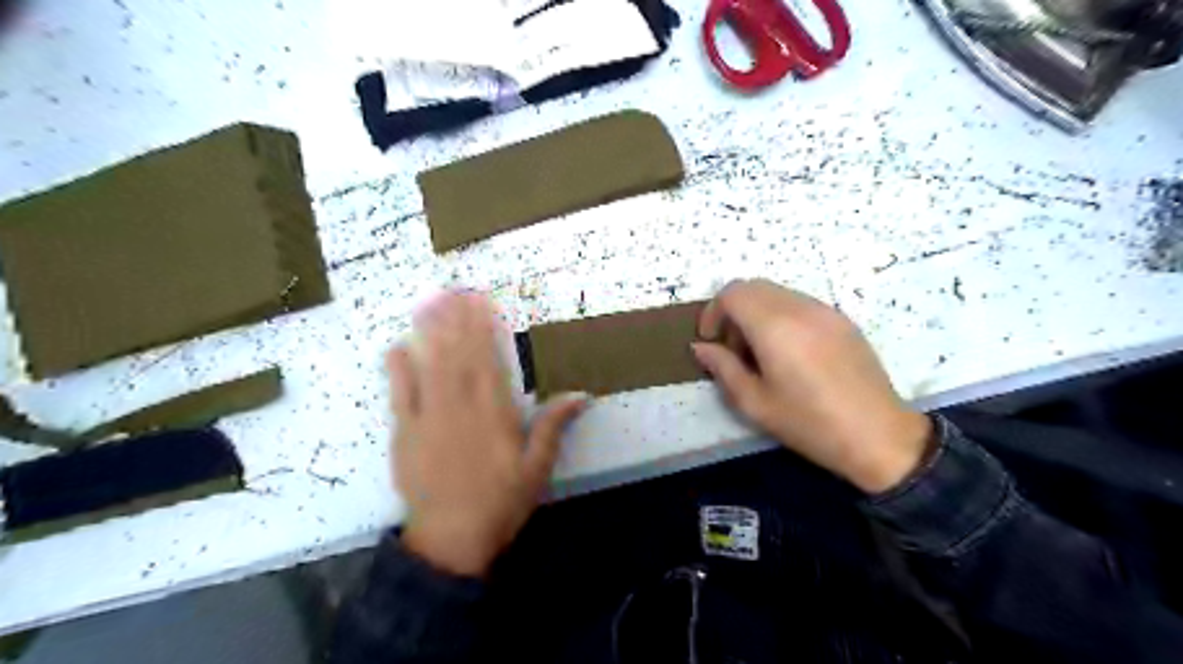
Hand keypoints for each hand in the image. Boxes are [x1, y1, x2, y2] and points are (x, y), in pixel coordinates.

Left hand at [392, 290, 587, 574]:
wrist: (451, 540)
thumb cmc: (501, 504)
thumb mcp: (537, 468)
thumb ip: (553, 427)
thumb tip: (581, 394)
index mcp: (495, 414)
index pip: (490, 362)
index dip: (484, 330)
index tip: (481, 303)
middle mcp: (461, 408)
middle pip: (460, 356)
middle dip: (457, 321)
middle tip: (453, 289)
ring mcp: (429, 419)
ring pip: (431, 367)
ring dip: (431, 334)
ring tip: (430, 304)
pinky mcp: (405, 435)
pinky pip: (400, 396)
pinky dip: (398, 371)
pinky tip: (397, 347)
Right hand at [696, 276, 933, 492]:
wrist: (878, 436)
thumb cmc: (809, 423)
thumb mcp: (754, 403)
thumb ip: (723, 368)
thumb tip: (701, 347)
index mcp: (774, 326)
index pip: (732, 293)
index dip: (713, 311)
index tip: (711, 341)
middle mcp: (800, 308)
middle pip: (753, 287)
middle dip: (733, 311)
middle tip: (733, 349)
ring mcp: (825, 311)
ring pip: (777, 293)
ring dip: (757, 313)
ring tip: (761, 354)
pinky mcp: (842, 320)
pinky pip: (800, 304)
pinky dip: (782, 316)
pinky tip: (790, 353)